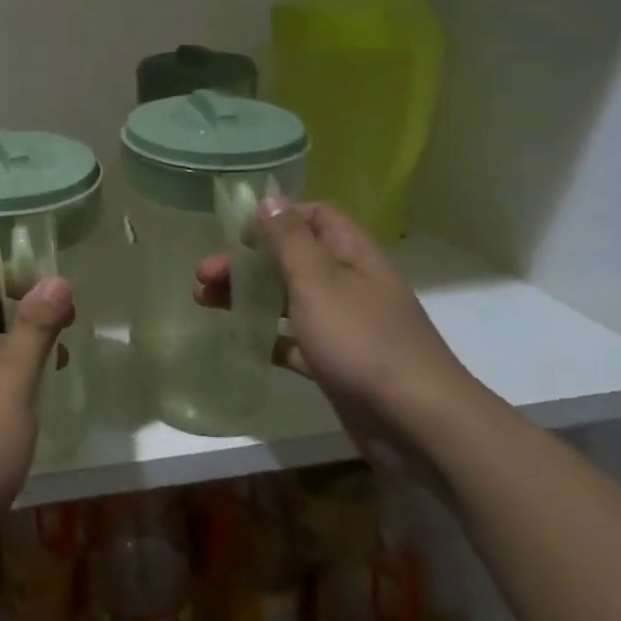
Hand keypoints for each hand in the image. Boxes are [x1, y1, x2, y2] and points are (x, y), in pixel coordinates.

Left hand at [0, 273, 75, 562]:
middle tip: (68, 331)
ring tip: (60, 366)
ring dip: (23, 354)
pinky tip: (34, 412)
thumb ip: (33, 331)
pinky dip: (15, 390)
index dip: (16, 281)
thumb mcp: (10, 382)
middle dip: (25, 317)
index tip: (58, 295)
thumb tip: (55, 278)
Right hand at [194, 197, 479, 468]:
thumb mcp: (317, 280)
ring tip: (204, 302)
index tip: (239, 235)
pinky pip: (295, 341)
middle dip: (246, 262)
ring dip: (249, 295)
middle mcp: (348, 283)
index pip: (314, 217)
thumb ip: (289, 239)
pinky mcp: (337, 363)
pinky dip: (269, 336)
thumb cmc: (361, 339)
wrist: (417, 422)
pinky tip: (241, 339)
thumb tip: (270, 198)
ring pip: (288, 299)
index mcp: (350, 254)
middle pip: (290, 259)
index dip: (276, 218)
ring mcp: (344, 325)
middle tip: (203, 275)